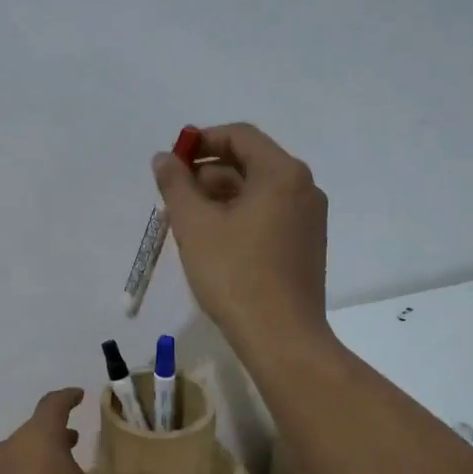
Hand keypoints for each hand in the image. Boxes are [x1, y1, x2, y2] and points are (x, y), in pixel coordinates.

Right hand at [152, 122, 329, 351]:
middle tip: (174, 196)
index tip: (172, 162)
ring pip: (258, 192)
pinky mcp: (306, 245)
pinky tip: (213, 240)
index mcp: (282, 173)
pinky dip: (239, 216)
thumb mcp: (194, 225)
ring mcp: (308, 218)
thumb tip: (164, 159)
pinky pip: (268, 214)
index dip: (202, 141)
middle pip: (250, 162)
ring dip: (220, 196)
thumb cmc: (235, 274)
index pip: (239, 136)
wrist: (281, 337)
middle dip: (207, 173)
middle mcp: (303, 188)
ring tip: (186, 221)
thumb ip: (176, 185)